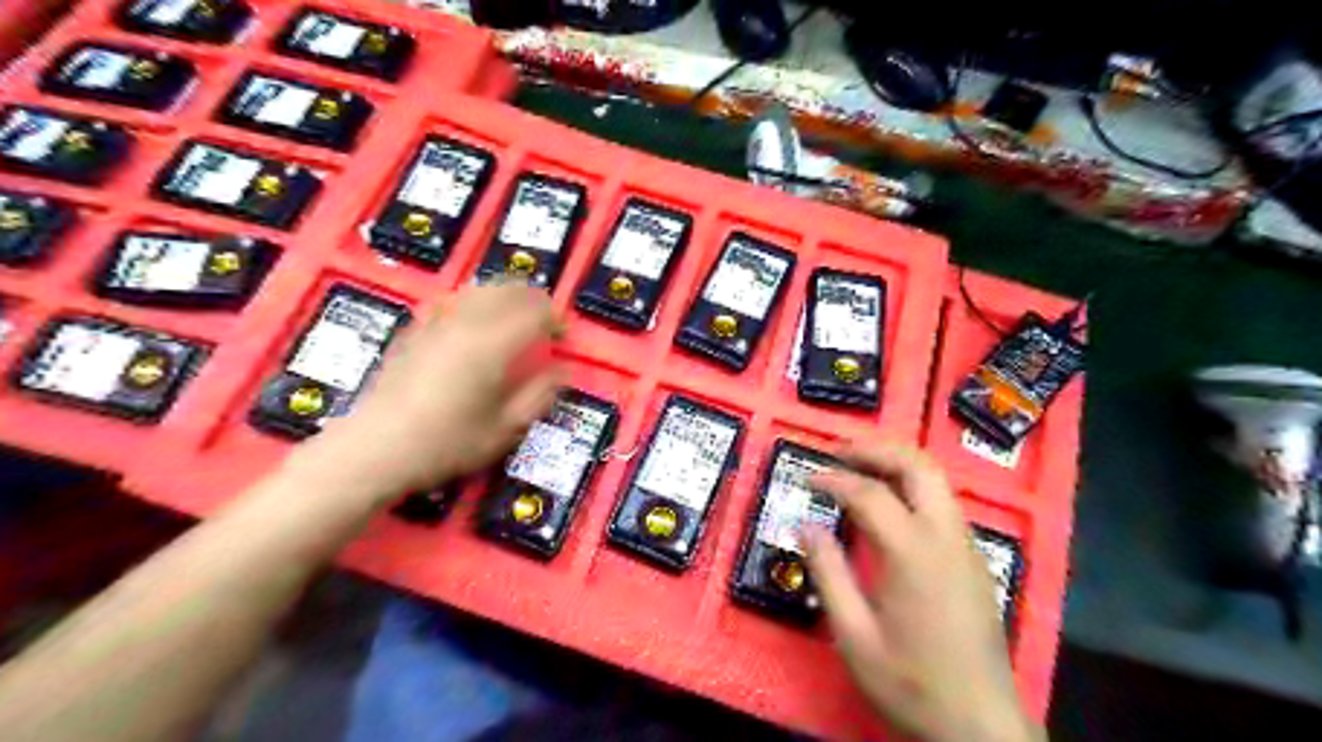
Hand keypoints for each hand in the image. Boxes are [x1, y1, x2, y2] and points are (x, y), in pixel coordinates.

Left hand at [313, 285, 564, 497]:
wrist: (375, 448)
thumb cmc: (446, 443)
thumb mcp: (505, 430)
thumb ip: (539, 396)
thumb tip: (563, 371)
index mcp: (493, 344)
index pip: (536, 312)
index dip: (557, 319)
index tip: (564, 336)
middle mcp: (466, 322)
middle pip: (509, 290)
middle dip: (534, 300)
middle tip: (545, 322)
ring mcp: (436, 322)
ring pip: (480, 289)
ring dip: (505, 296)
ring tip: (515, 317)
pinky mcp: (415, 329)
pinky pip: (453, 300)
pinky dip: (474, 302)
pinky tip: (473, 322)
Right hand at [801, 445, 1038, 738]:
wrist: (980, 726)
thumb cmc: (910, 681)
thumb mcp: (854, 634)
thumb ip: (828, 572)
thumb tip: (805, 525)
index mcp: (914, 552)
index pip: (870, 493)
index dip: (834, 479)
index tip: (807, 477)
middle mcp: (946, 537)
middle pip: (918, 466)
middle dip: (877, 449)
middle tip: (840, 450)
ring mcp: (967, 546)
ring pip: (936, 480)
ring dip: (897, 463)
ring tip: (859, 468)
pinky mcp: (975, 560)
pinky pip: (943, 503)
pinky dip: (912, 486)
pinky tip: (890, 504)